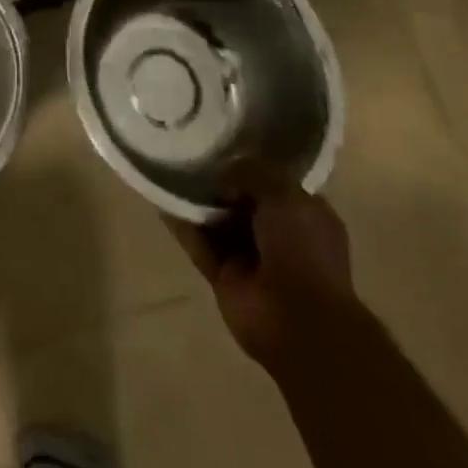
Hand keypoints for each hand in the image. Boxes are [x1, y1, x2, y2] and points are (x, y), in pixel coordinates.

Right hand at [165, 163, 355, 371]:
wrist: (299, 321)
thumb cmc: (303, 251)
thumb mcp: (286, 194)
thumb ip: (252, 173)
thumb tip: (223, 177)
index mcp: (304, 215)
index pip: (275, 183)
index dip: (252, 167)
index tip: (224, 146)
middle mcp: (278, 235)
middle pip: (242, 201)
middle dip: (220, 182)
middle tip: (191, 155)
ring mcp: (250, 258)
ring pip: (218, 222)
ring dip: (198, 202)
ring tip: (171, 171)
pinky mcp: (224, 276)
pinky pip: (199, 244)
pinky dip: (182, 225)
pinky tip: (162, 202)